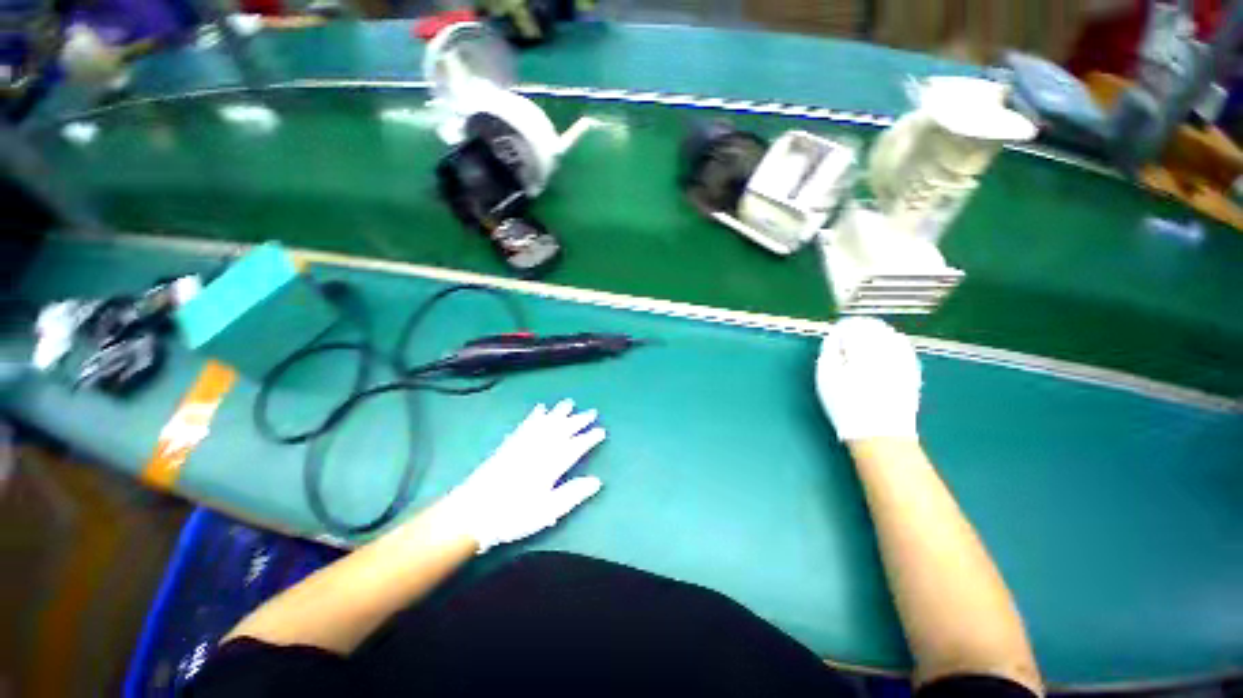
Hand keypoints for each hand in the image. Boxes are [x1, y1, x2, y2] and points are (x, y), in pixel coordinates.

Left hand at [441, 399, 604, 552]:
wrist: (472, 513)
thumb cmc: (512, 516)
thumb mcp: (546, 511)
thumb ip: (572, 494)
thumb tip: (596, 481)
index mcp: (550, 465)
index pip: (575, 447)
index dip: (589, 438)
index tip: (601, 431)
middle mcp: (538, 449)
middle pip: (562, 430)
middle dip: (578, 421)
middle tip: (591, 412)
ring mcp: (523, 445)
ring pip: (545, 423)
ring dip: (559, 413)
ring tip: (569, 403)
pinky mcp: (509, 445)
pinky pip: (525, 425)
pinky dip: (535, 416)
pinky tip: (540, 409)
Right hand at [816, 317, 921, 441]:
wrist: (880, 434)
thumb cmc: (846, 404)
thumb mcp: (826, 377)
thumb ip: (829, 351)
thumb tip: (834, 338)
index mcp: (864, 347)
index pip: (852, 326)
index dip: (840, 328)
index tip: (833, 336)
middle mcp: (888, 348)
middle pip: (873, 327)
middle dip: (858, 328)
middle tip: (846, 337)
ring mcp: (904, 359)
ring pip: (890, 334)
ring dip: (874, 334)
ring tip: (861, 344)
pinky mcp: (912, 371)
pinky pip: (902, 348)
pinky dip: (890, 344)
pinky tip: (882, 352)